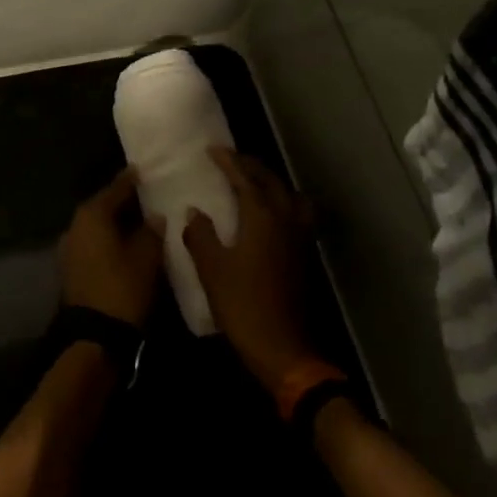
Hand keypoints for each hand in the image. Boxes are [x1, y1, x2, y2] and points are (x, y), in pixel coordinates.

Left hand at [59, 167, 163, 327]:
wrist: (94, 334)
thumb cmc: (122, 288)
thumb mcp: (146, 258)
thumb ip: (151, 232)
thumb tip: (155, 216)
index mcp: (91, 216)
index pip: (115, 189)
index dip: (130, 180)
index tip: (142, 169)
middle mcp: (75, 226)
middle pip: (101, 206)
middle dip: (122, 201)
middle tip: (145, 194)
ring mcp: (69, 248)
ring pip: (96, 226)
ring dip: (114, 222)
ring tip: (139, 219)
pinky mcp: (71, 268)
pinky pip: (92, 243)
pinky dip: (108, 239)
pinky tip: (125, 243)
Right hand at [183, 148, 315, 389]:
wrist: (281, 346)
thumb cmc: (242, 304)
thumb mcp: (211, 269)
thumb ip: (200, 235)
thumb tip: (194, 212)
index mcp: (262, 218)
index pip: (245, 179)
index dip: (229, 162)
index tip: (213, 150)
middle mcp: (286, 220)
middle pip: (272, 182)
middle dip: (251, 167)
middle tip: (230, 160)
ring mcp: (299, 238)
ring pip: (290, 196)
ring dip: (272, 183)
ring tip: (253, 184)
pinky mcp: (302, 255)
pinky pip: (296, 214)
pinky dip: (283, 203)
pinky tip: (268, 215)